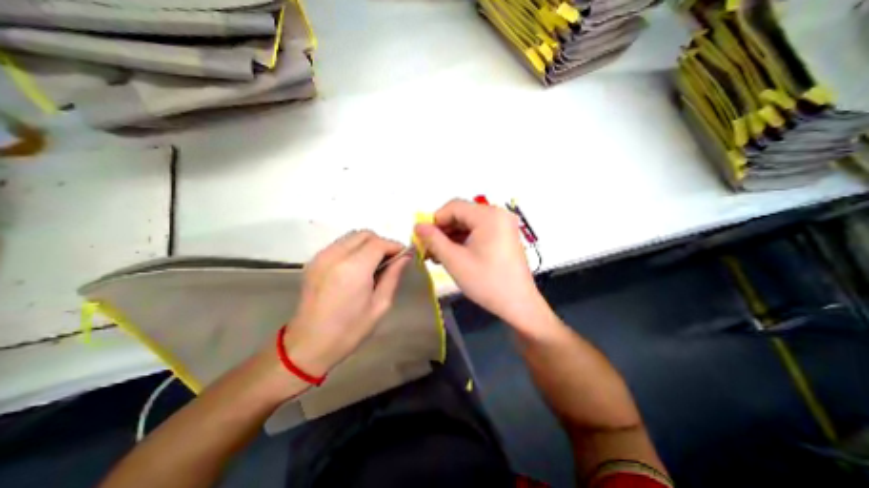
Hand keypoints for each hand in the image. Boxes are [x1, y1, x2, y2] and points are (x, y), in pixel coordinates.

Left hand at [282, 230, 411, 375]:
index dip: (394, 246)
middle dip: (381, 242)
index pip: (379, 243)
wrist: (309, 344)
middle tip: (389, 260)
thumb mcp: (380, 305)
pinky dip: (354, 249)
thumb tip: (404, 257)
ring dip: (367, 245)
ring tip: (374, 265)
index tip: (403, 255)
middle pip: (364, 234)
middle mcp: (335, 256)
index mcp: (354, 269)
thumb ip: (393, 276)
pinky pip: (340, 245)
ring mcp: (321, 256)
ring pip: (352, 237)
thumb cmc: (350, 330)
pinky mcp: (314, 261)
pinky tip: (357, 267)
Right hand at [416, 199, 549, 330]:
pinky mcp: (504, 236)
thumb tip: (417, 226)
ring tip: (437, 255)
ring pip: (469, 224)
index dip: (434, 220)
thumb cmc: (486, 282)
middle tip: (427, 249)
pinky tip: (452, 254)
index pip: (453, 207)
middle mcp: (498, 214)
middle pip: (461, 214)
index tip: (422, 238)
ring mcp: (503, 225)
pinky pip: (479, 232)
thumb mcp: (455, 261)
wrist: (518, 305)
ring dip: (451, 237)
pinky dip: (464, 241)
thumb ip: (433, 240)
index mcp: (488, 215)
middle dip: (442, 231)